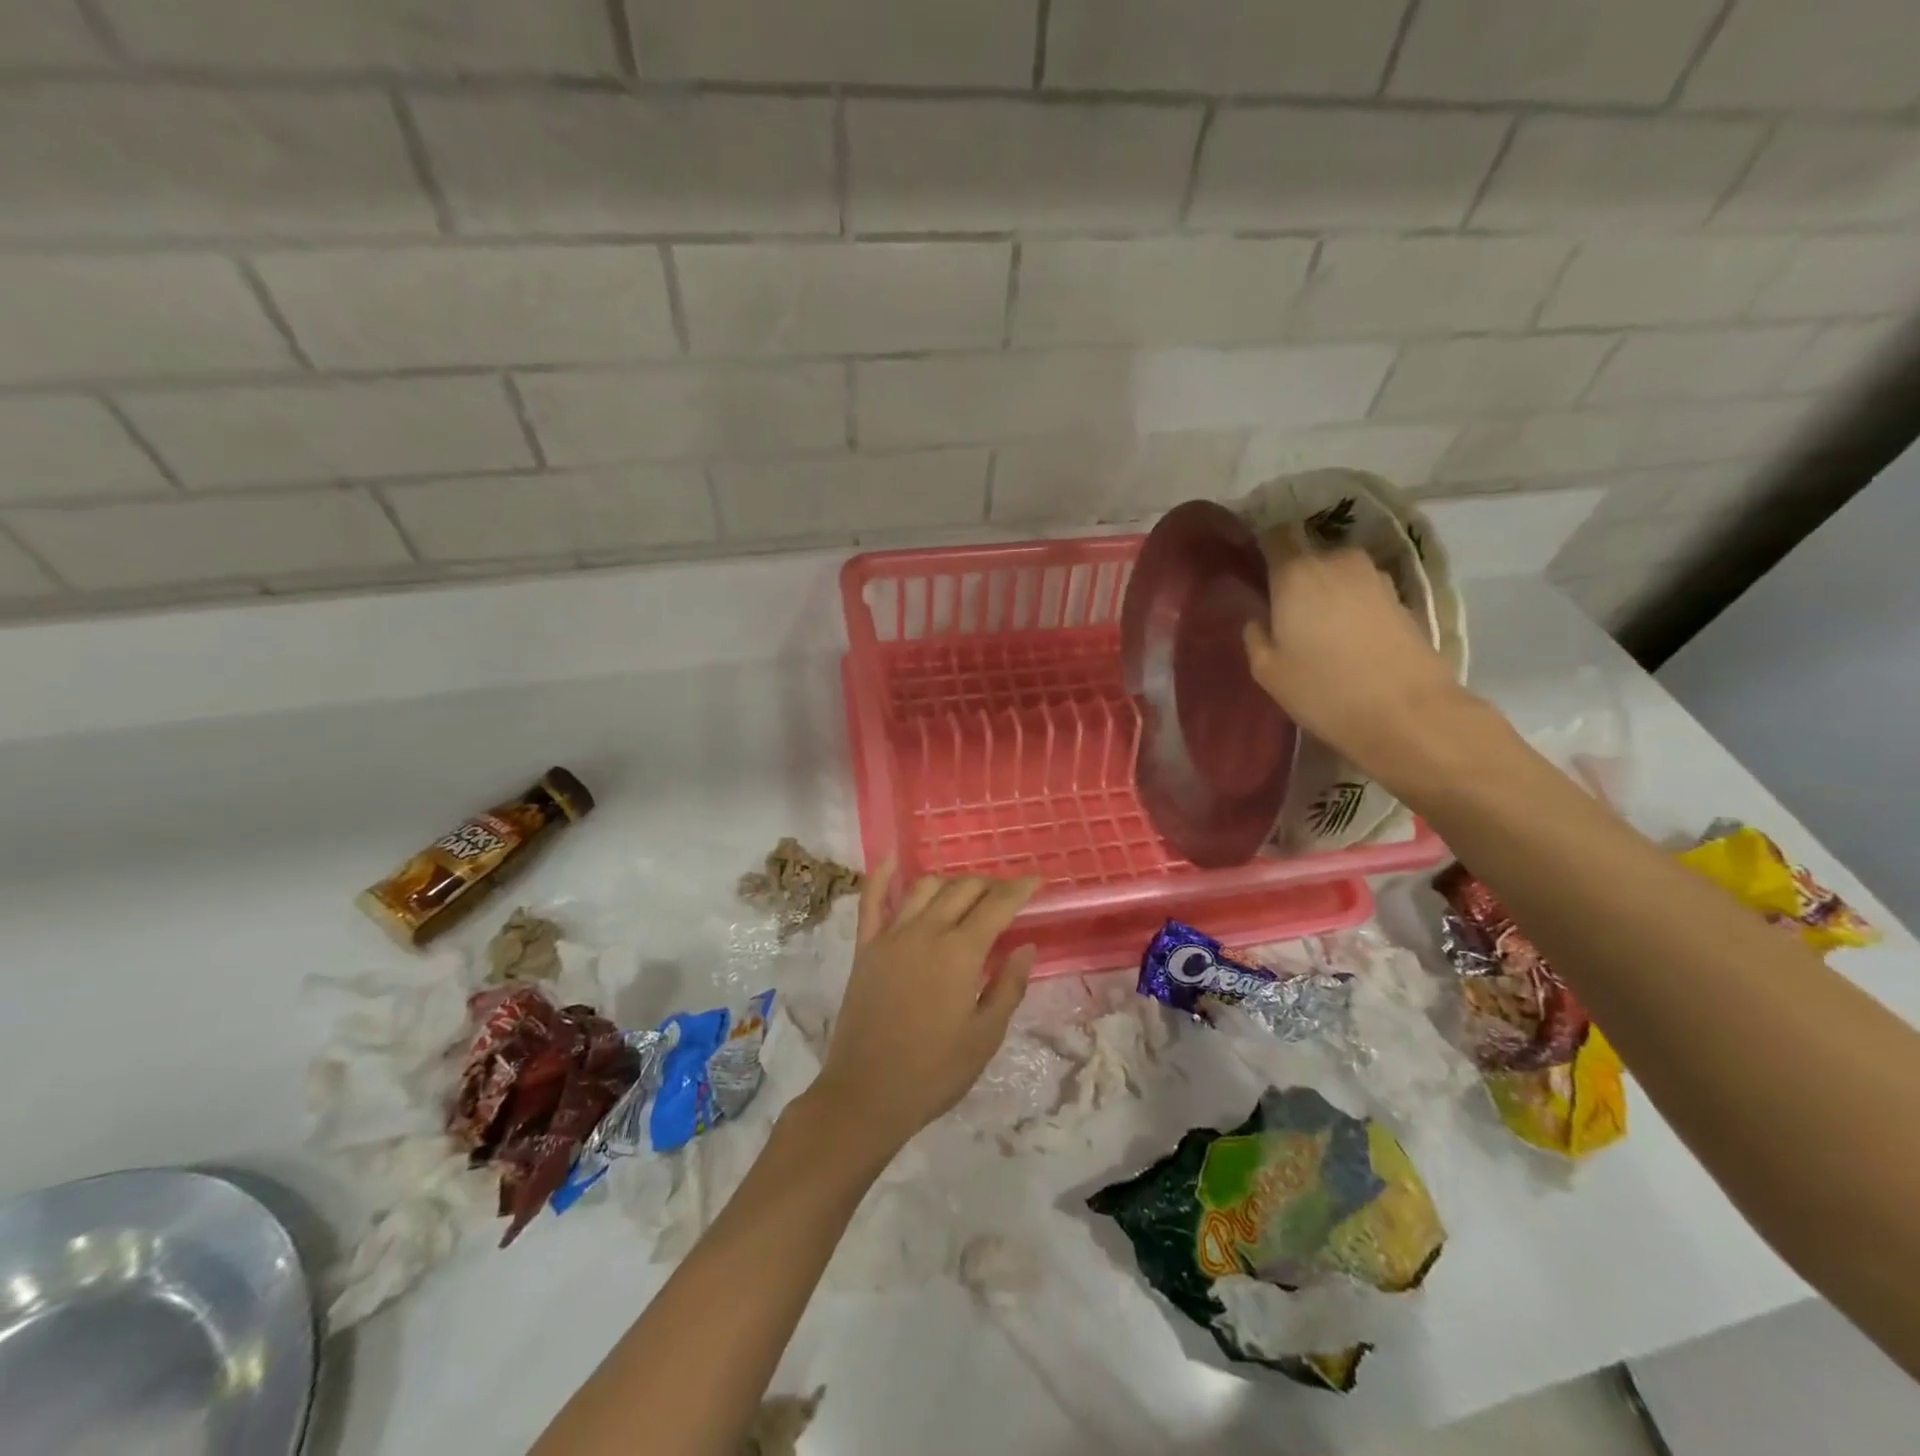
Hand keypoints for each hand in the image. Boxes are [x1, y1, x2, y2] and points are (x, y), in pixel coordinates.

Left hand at [807, 864, 1038, 1159]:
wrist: (867, 1094)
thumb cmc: (934, 1072)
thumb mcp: (985, 1036)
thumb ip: (1008, 986)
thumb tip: (1025, 947)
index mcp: (960, 953)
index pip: (997, 906)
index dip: (1020, 889)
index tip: (1036, 881)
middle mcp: (926, 931)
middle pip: (963, 890)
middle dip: (989, 886)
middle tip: (1005, 897)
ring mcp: (891, 936)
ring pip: (925, 888)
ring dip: (951, 883)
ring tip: (966, 893)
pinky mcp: (865, 947)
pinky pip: (871, 900)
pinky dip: (882, 875)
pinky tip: (893, 858)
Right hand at [1242, 534, 1463, 780]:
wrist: (1407, 712)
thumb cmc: (1323, 690)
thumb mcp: (1268, 671)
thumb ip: (1255, 636)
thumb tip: (1259, 618)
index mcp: (1296, 573)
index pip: (1275, 537)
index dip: (1263, 548)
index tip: (1253, 570)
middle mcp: (1337, 562)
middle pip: (1307, 557)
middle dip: (1294, 578)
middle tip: (1283, 613)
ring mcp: (1375, 577)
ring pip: (1337, 575)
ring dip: (1326, 593)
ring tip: (1318, 629)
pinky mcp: (1401, 598)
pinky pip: (1362, 593)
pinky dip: (1351, 607)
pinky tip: (1348, 639)